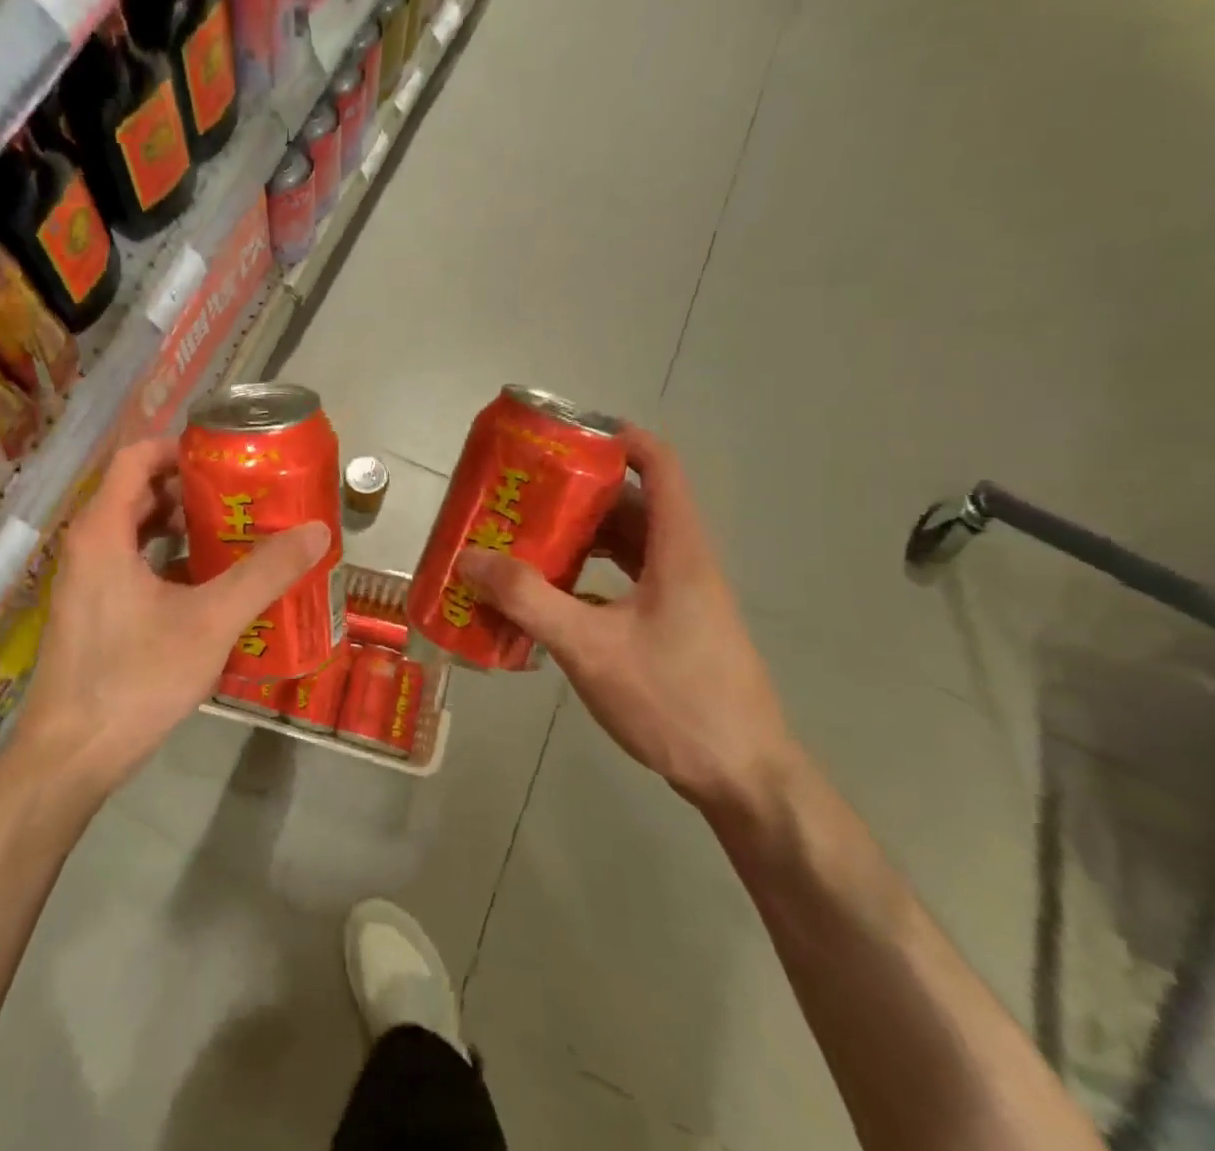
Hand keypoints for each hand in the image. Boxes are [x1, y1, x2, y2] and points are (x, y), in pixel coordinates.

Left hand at [14, 439, 330, 794]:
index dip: (180, 448)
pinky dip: (170, 562)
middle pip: (140, 493)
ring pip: (137, 533)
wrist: (69, 759)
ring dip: (184, 528)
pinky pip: (133, 566)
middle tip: (245, 496)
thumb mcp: (210, 622)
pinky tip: (211, 585)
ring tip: (237, 535)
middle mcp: (88, 547)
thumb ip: (263, 574)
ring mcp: (87, 582)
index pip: (136, 457)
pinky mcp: (93, 613)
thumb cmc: (134, 678)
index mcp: (103, 531)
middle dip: (192, 490)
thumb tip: (316, 531)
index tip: (227, 458)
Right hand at [456, 426, 794, 818]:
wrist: (745, 779)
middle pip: (630, 505)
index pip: (659, 465)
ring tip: (523, 539)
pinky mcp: (673, 628)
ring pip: (626, 547)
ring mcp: (681, 598)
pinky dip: (587, 577)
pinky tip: (548, 597)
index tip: (566, 435)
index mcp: (677, 549)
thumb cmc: (675, 700)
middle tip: (521, 493)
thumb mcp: (590, 647)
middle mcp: (683, 563)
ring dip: (579, 538)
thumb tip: (469, 557)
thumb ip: (528, 599)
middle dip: (576, 493)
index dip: (618, 438)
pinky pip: (624, 583)